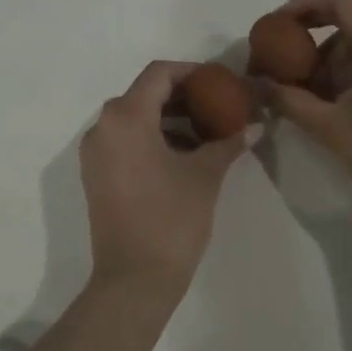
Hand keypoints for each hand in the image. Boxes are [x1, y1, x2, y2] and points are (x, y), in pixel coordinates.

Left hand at [81, 61, 251, 295]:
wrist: (134, 279)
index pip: (158, 74)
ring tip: (205, 132)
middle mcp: (102, 127)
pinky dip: (151, 138)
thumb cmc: (171, 219)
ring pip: (133, 119)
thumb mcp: (205, 175)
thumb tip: (256, 125)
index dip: (191, 72)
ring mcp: (94, 153)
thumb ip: (228, 143)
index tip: (218, 81)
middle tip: (217, 105)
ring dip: (167, 119)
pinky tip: (182, 155)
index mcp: (125, 117)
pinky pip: (123, 141)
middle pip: (144, 94)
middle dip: (181, 96)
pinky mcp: (95, 175)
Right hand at [262, 0, 351, 235]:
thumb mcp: (331, 129)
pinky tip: (332, 102)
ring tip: (304, 93)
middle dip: (311, 31)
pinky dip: (349, 69)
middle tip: (281, 58)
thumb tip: (256, 84)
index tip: (278, 26)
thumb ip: (289, 100)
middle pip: (350, 14)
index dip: (305, 0)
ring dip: (328, 56)